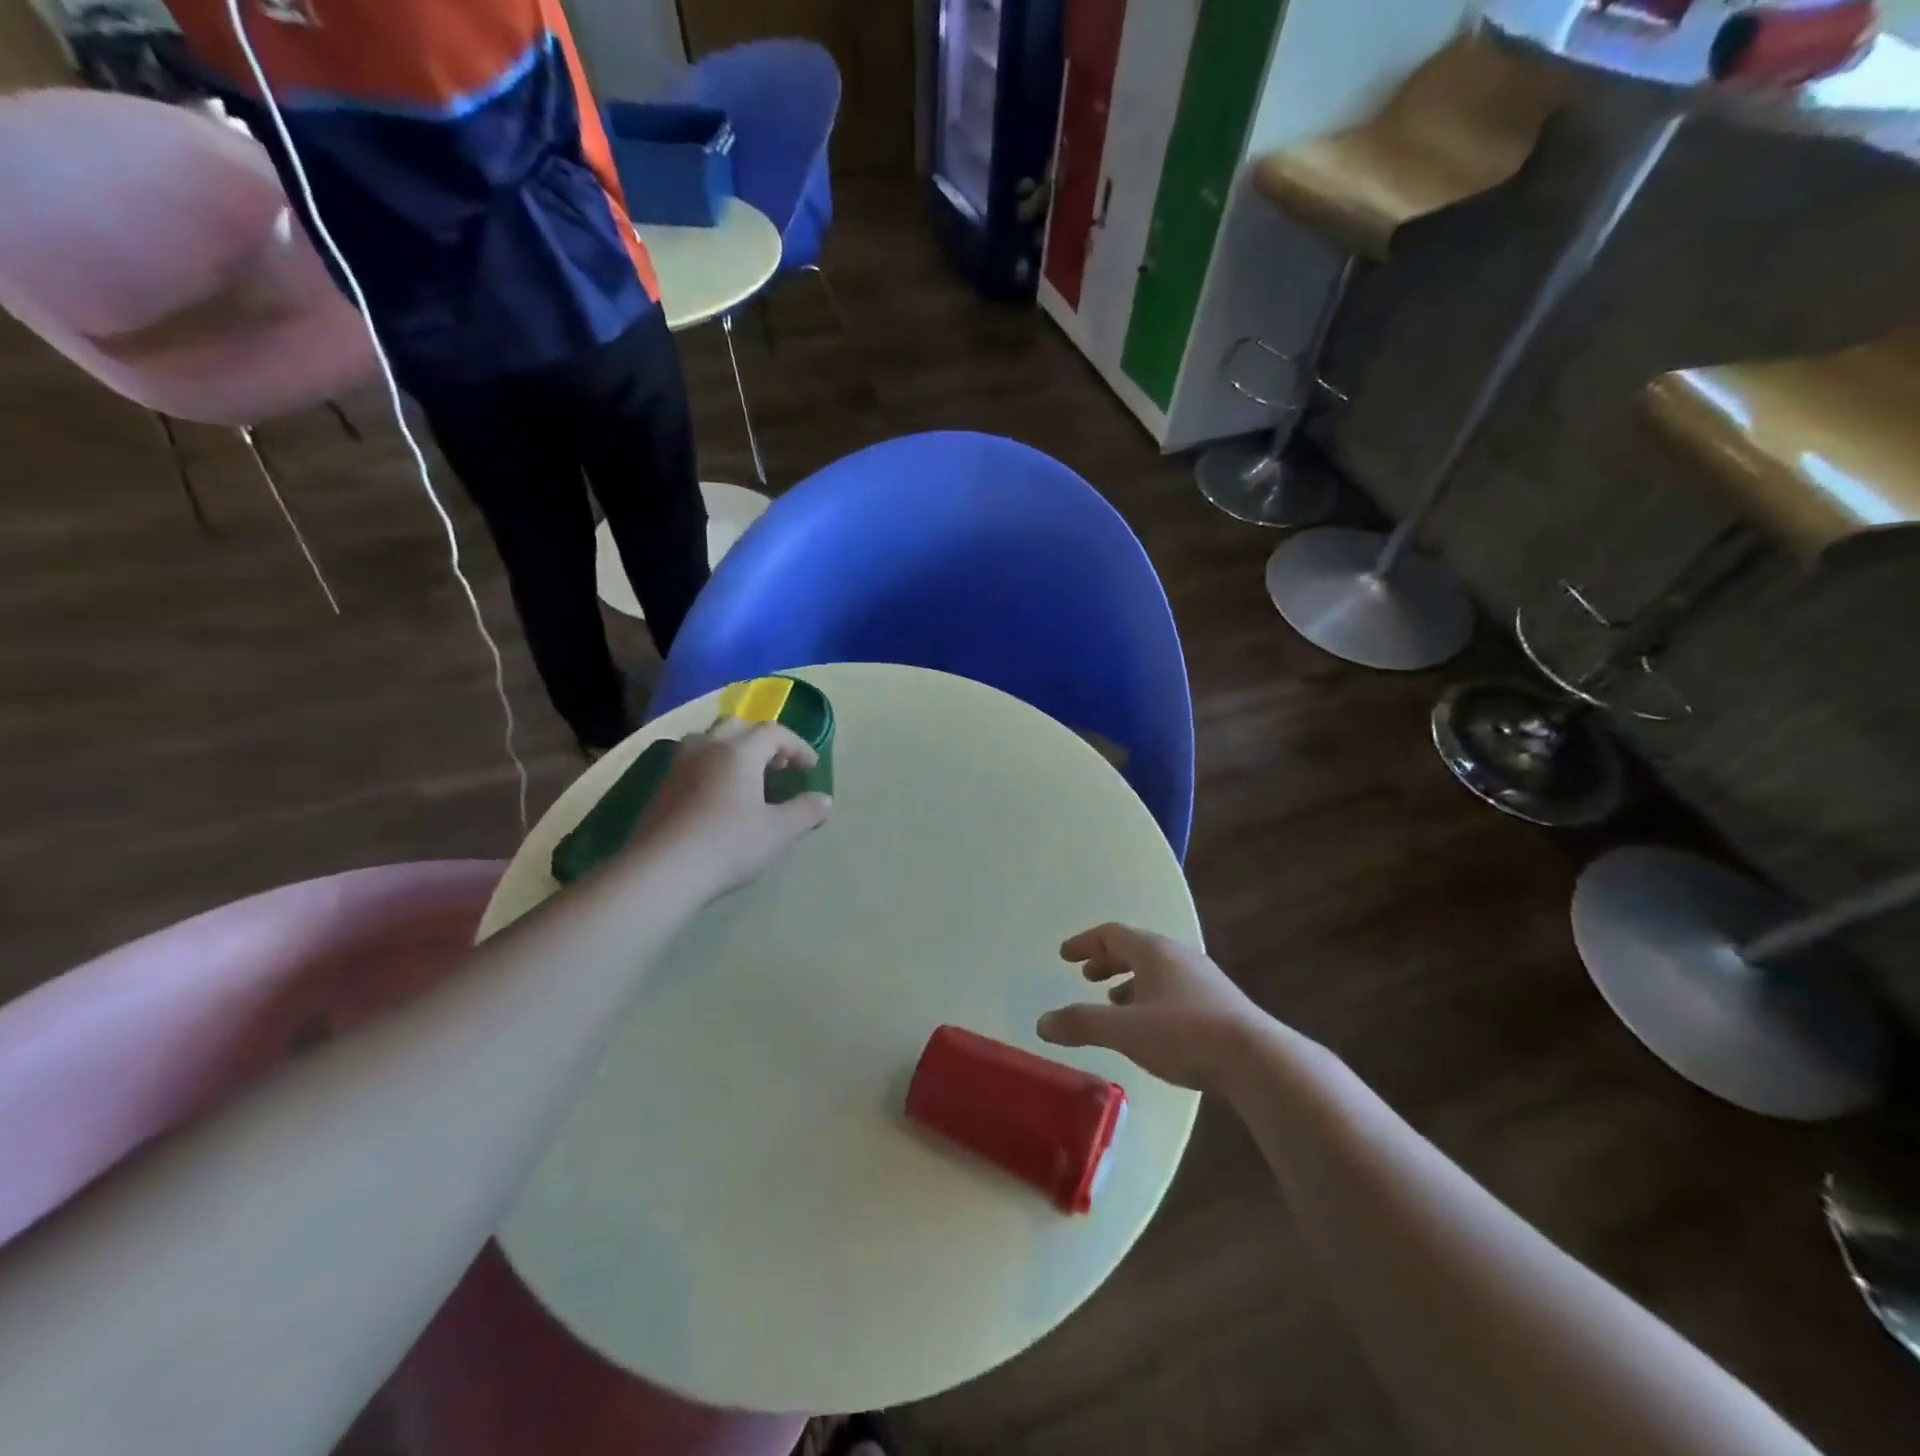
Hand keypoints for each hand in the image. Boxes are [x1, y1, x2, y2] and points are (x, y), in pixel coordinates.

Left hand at [629, 717, 831, 901]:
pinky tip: (718, 797)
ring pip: (708, 740)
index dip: (797, 746)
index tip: (810, 767)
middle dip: (762, 740)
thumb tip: (823, 799)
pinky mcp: (661, 788)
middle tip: (777, 765)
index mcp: (739, 751)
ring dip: (732, 749)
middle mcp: (707, 748)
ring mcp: (679, 766)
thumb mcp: (779, 832)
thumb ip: (805, 811)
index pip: (774, 732)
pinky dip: (712, 767)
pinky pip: (691, 762)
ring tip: (746, 776)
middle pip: (737, 726)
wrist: (662, 870)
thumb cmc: (728, 844)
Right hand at [1037, 924, 1269, 1091]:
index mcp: (1154, 951)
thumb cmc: (1185, 1034)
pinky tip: (1149, 1026)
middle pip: (1134, 948)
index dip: (1084, 943)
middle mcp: (1178, 956)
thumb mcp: (1125, 1030)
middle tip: (1086, 976)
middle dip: (1106, 961)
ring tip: (1112, 1003)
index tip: (1064, 955)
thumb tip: (1042, 1022)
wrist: (1259, 1061)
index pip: (1111, 934)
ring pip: (1156, 970)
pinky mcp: (1218, 1003)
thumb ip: (1082, 1024)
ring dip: (1129, 981)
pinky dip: (1150, 997)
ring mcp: (1202, 978)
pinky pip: (1173, 988)